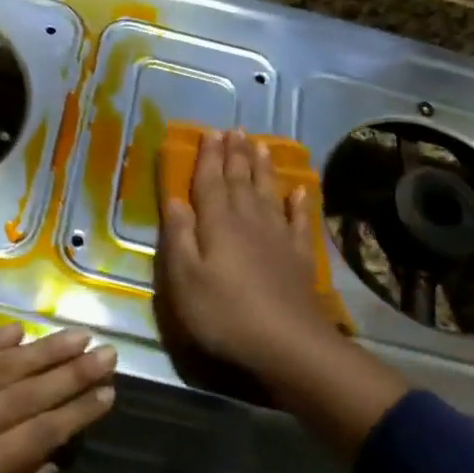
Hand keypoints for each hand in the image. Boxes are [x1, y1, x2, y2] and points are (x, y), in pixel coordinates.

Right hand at [156, 129, 343, 385]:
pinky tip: (299, 191)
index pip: (210, 182)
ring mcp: (278, 237)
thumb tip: (174, 198)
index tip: (210, 132)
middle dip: (235, 154)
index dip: (209, 157)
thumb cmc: (224, 313)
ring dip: (263, 168)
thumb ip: (179, 236)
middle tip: (235, 129)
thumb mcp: (185, 279)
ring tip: (260, 145)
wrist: (287, 344)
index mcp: (217, 224)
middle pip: (240, 180)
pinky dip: (298, 204)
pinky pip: (297, 221)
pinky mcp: (299, 257)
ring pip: (268, 193)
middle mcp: (248, 221)